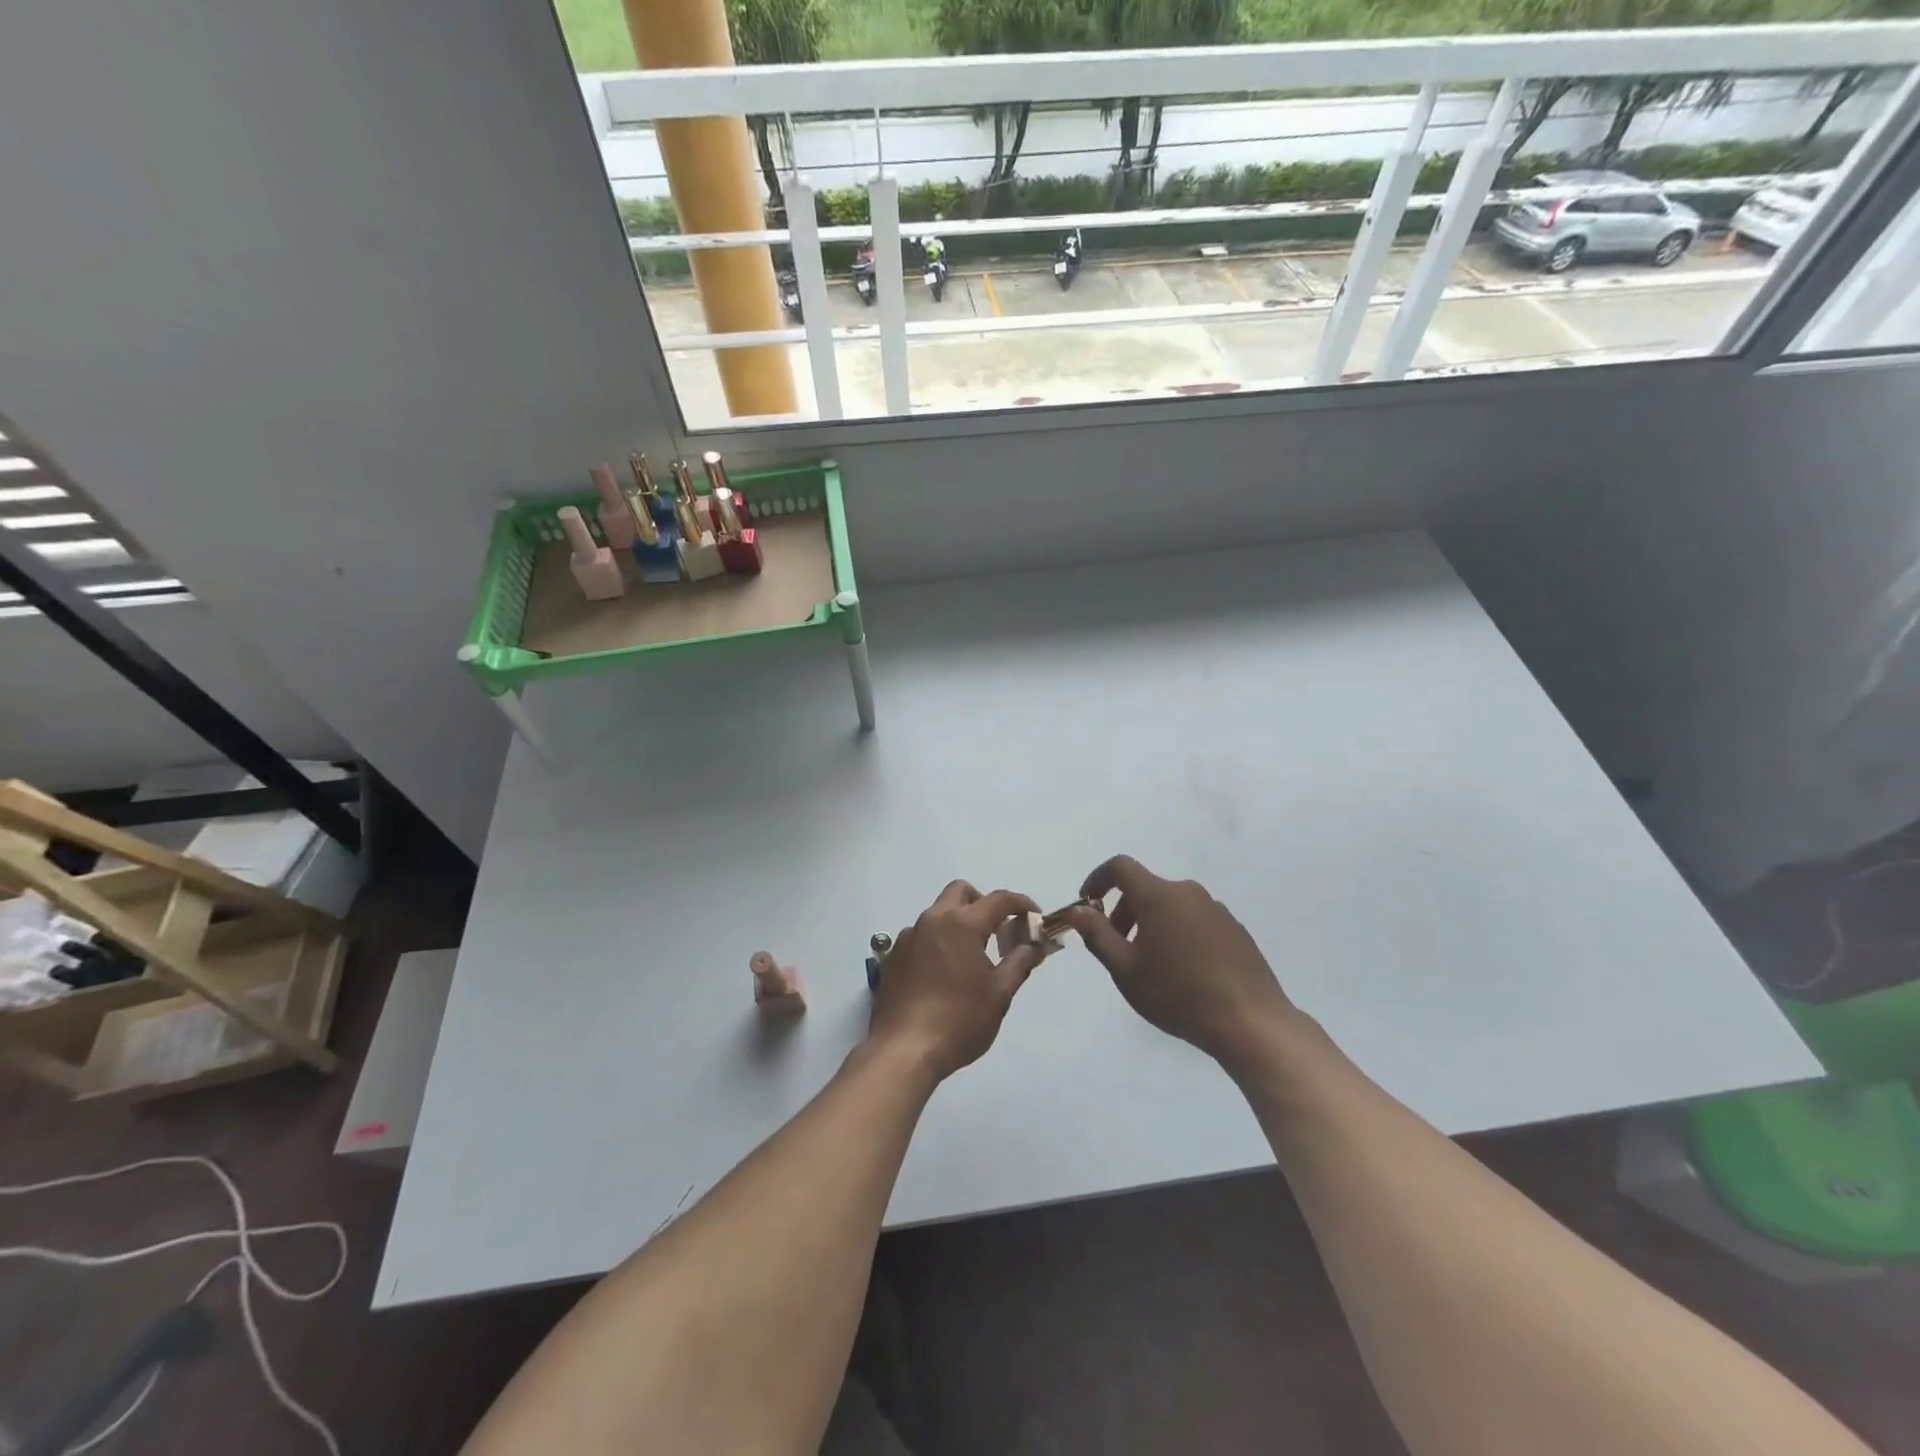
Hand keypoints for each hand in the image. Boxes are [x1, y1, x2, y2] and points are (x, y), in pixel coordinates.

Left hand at [868, 881, 1044, 1080]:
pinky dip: (938, 941)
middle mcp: (932, 920)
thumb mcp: (999, 994)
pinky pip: (921, 936)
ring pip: (938, 913)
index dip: (1021, 904)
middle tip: (998, 932)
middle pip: (961, 892)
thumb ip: (1020, 962)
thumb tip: (1035, 943)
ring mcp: (908, 937)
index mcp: (961, 924)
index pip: (998, 899)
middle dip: (984, 903)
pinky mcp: (893, 956)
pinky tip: (944, 974)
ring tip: (972, 958)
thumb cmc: (959, 1021)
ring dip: (958, 923)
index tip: (1035, 917)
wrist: (903, 1051)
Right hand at [1064, 855, 1297, 1072]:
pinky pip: (1194, 920)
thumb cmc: (1178, 994)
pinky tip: (1183, 972)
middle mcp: (1188, 893)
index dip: (1098, 879)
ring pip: (1171, 905)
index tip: (1088, 904)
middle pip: (1146, 888)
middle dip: (1123, 911)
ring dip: (1150, 924)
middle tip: (1117, 947)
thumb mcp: (1125, 969)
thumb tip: (1078, 910)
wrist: (1250, 1022)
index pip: (1120, 867)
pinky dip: (1177, 933)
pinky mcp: (1234, 930)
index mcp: (1159, 896)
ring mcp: (1216, 910)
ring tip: (1150, 965)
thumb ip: (1097, 935)